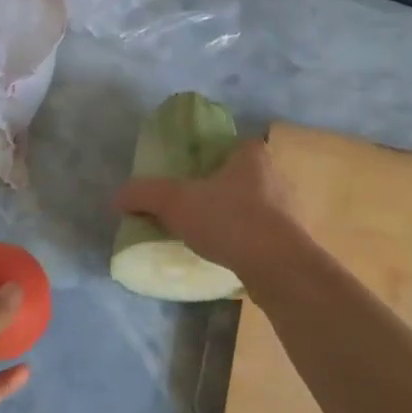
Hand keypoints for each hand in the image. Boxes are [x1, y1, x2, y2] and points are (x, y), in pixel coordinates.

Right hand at [113, 139, 304, 284]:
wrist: (277, 267)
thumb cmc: (228, 220)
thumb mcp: (175, 202)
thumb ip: (144, 194)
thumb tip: (117, 197)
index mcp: (253, 155)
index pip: (232, 145)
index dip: (212, 157)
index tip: (192, 175)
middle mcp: (277, 175)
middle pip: (244, 176)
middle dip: (222, 189)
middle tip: (196, 205)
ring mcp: (290, 209)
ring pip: (256, 206)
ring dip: (236, 217)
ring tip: (210, 234)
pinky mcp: (293, 241)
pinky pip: (265, 234)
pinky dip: (248, 241)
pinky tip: (229, 255)